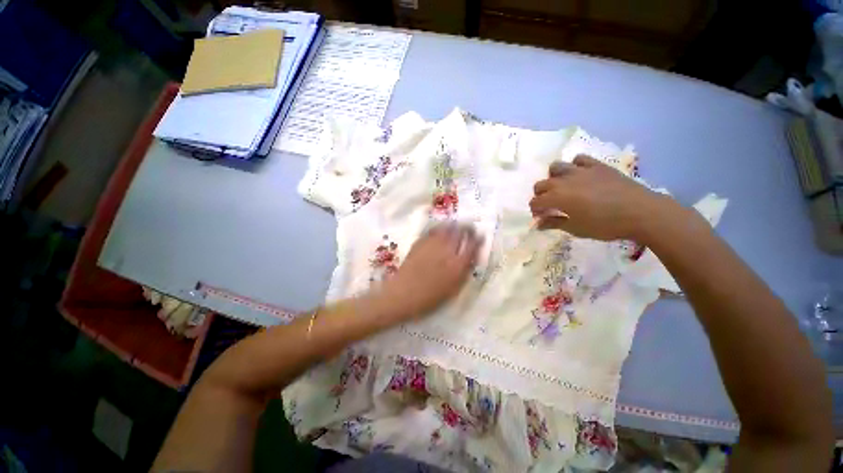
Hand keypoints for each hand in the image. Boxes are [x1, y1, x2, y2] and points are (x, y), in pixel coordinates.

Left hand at [379, 223, 481, 319]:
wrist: (403, 294)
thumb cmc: (429, 298)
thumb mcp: (452, 290)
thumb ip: (463, 273)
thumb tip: (470, 259)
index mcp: (457, 265)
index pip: (472, 246)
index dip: (478, 239)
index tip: (481, 235)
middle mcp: (446, 251)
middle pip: (460, 233)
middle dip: (467, 228)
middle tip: (469, 227)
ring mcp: (432, 245)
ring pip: (446, 229)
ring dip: (454, 226)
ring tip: (457, 225)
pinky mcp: (420, 243)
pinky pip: (433, 231)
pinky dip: (440, 228)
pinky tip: (441, 229)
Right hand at [530, 155, 671, 240]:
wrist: (640, 212)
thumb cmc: (605, 225)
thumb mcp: (576, 229)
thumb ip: (554, 224)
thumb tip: (538, 224)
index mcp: (557, 198)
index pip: (536, 202)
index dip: (535, 210)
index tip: (541, 217)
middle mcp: (563, 181)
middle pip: (540, 184)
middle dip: (540, 195)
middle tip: (549, 204)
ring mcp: (580, 171)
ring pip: (555, 167)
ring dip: (553, 177)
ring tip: (561, 187)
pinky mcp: (596, 165)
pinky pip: (579, 159)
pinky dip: (574, 166)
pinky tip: (579, 175)